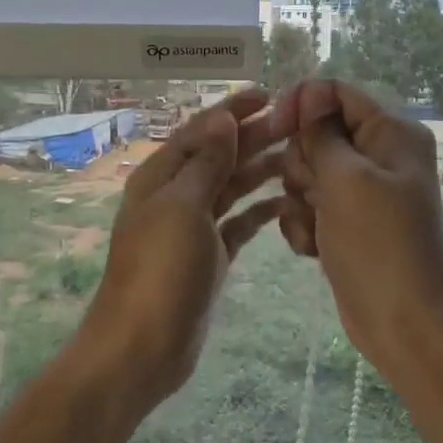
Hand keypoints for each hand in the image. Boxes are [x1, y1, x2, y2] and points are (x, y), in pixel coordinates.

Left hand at [76, 89, 287, 407]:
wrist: (142, 346)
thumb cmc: (160, 271)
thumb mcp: (182, 208)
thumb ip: (205, 163)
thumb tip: (222, 119)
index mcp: (161, 177)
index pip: (201, 131)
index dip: (232, 111)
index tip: (271, 95)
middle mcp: (175, 196)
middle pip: (219, 156)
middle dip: (254, 137)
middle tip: (299, 125)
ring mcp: (192, 228)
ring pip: (230, 188)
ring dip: (260, 171)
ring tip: (300, 158)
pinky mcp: (209, 257)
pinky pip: (237, 224)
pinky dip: (259, 211)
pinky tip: (286, 203)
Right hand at [270, 80, 442, 372]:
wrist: (401, 321)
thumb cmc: (378, 244)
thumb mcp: (346, 179)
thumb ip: (321, 132)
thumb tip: (309, 91)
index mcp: (391, 132)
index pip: (336, 93)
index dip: (302, 105)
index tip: (275, 131)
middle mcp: (378, 155)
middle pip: (316, 134)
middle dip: (303, 164)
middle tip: (316, 194)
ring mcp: (362, 191)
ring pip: (307, 173)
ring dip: (300, 200)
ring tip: (317, 227)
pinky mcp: (347, 222)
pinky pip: (309, 206)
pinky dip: (304, 225)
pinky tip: (313, 249)